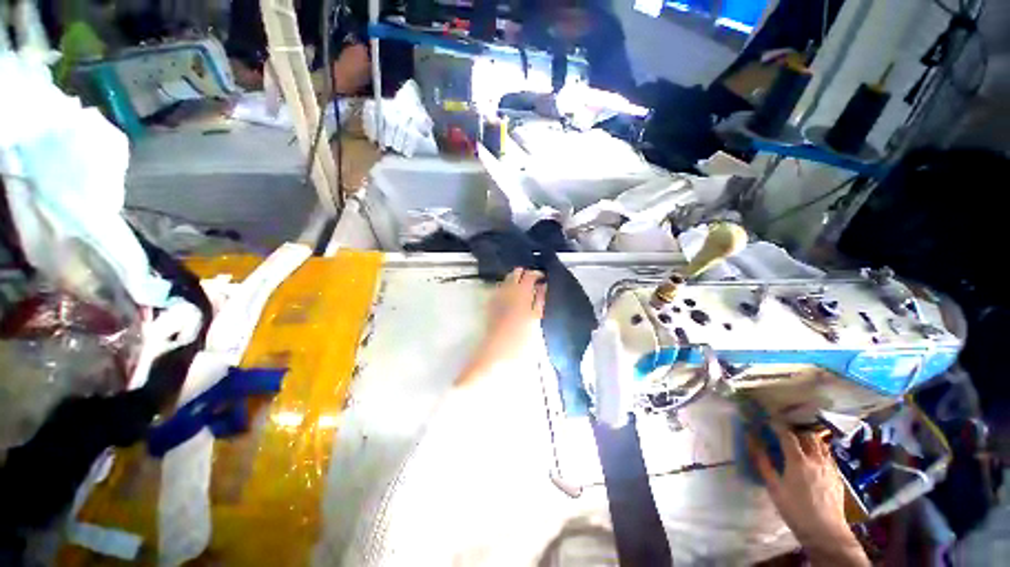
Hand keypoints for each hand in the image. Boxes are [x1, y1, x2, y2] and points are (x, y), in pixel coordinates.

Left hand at [457, 268, 545, 385]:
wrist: (497, 354)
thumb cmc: (521, 340)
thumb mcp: (536, 320)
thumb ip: (539, 300)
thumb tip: (543, 286)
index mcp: (521, 293)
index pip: (530, 274)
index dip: (538, 274)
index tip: (544, 278)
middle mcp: (507, 291)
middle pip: (515, 273)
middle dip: (525, 274)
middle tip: (535, 283)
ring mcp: (497, 297)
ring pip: (507, 280)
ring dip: (516, 280)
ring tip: (525, 290)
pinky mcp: (491, 304)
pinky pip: (500, 289)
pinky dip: (508, 288)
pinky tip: (513, 298)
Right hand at [750, 426, 868, 565]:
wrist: (826, 531)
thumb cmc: (795, 510)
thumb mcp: (774, 488)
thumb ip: (763, 463)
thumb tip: (752, 442)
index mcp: (798, 460)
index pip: (787, 435)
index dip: (777, 425)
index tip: (768, 419)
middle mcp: (816, 459)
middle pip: (807, 435)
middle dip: (795, 430)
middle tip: (784, 431)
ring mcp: (829, 467)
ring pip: (821, 444)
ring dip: (809, 439)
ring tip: (800, 441)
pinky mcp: (837, 476)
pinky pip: (828, 456)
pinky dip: (819, 451)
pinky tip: (814, 458)